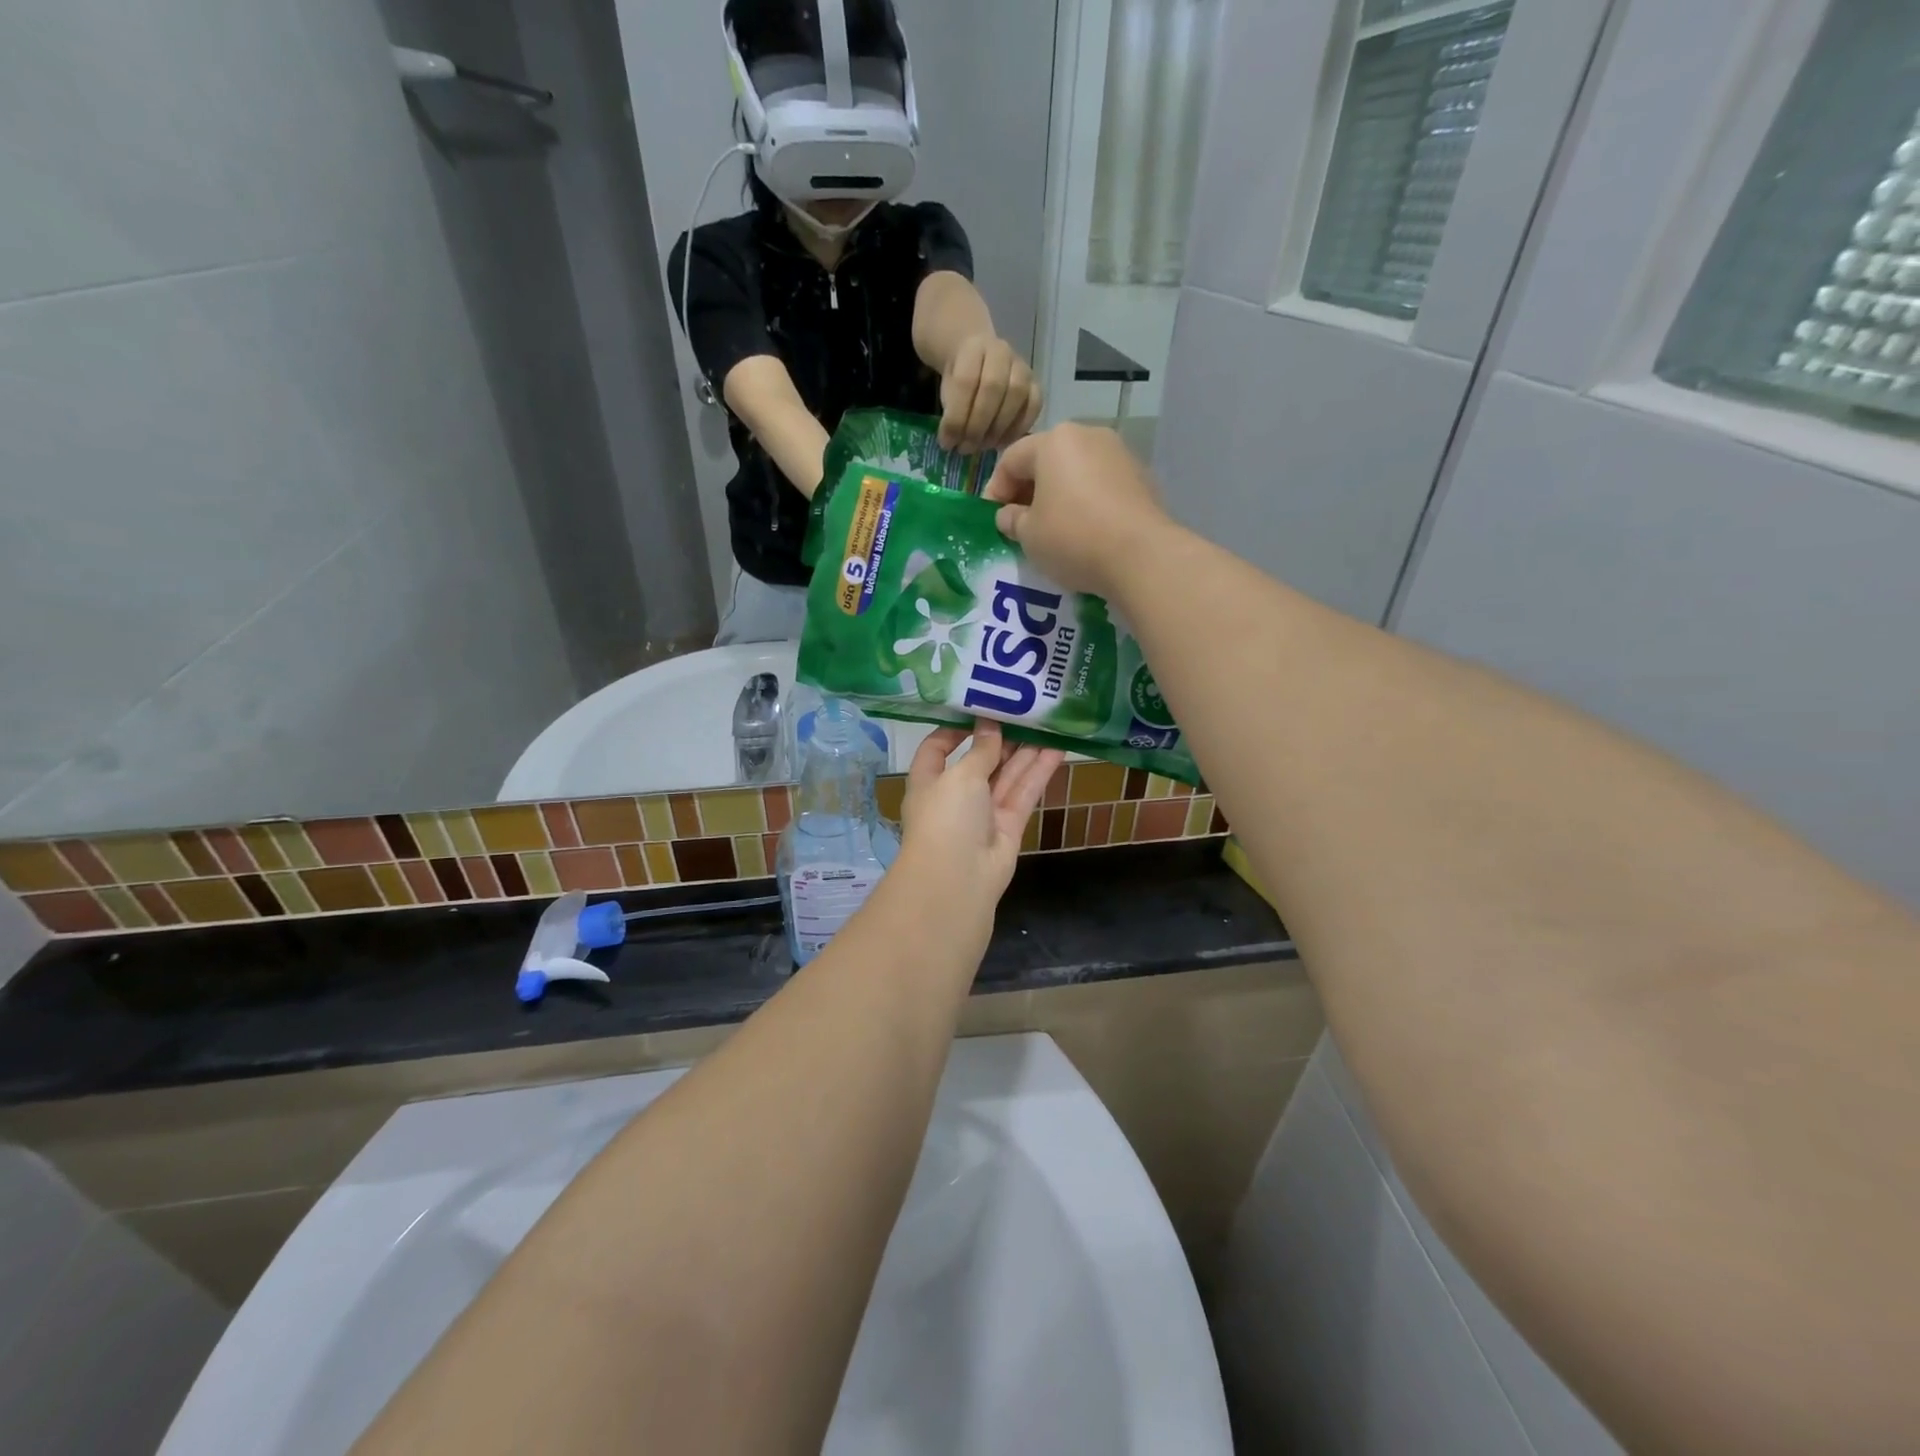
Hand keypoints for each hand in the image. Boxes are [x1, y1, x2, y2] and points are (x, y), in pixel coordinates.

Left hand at [898, 723, 1062, 915]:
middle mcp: (955, 795)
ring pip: (1006, 776)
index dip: (955, 729)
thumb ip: (980, 750)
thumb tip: (989, 724)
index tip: (979, 708)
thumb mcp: (960, 776)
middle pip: (979, 760)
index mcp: (929, 780)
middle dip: (1000, 738)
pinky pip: (1023, 793)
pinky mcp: (1008, 826)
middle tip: (1025, 710)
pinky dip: (1039, 773)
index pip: (937, 748)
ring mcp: (983, 813)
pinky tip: (1058, 750)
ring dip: (1025, 751)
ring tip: (1047, 723)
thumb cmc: (946, 817)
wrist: (958, 880)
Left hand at [938, 335, 1043, 452]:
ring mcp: (1022, 366)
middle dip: (977, 425)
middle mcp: (1001, 352)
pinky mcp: (1035, 384)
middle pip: (993, 388)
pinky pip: (1034, 406)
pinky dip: (1018, 428)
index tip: (947, 442)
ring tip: (983, 446)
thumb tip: (953, 443)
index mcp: (973, 348)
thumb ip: (950, 410)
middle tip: (966, 448)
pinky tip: (1002, 443)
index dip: (956, 417)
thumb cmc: (961, 378)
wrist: (980, 359)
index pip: (965, 382)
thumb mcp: (946, 388)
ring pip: (1016, 395)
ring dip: (998, 428)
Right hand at [982, 423, 1170, 597]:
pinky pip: (1101, 485)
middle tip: (1020, 523)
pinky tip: (1084, 530)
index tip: (992, 519)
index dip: (995, 490)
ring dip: (1059, 495)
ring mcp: (1119, 454)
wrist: (1142, 555)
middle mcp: (1088, 436)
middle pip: (1047, 460)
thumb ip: (1012, 520)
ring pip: (1076, 471)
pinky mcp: (1141, 477)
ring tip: (1052, 528)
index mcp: (1054, 441)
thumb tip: (1008, 515)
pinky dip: (1086, 502)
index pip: (1011, 459)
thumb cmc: (1073, 538)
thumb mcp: (1029, 535)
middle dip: (1029, 490)